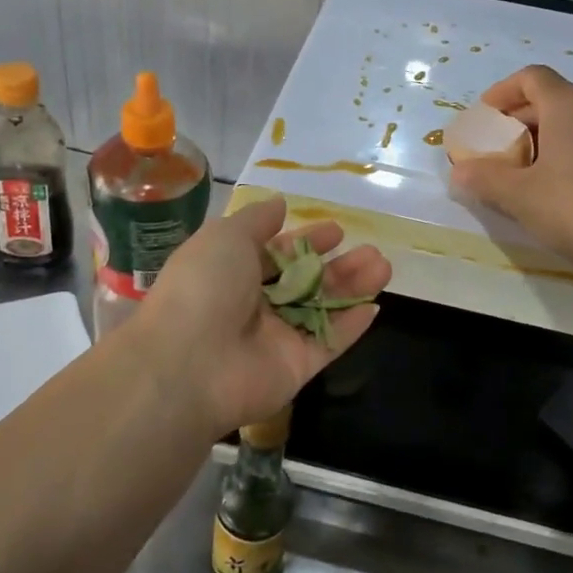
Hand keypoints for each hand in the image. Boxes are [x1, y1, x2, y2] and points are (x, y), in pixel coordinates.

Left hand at [131, 195, 390, 436]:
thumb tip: (279, 204)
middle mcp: (254, 305)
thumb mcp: (226, 236)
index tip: (337, 231)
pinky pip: (328, 343)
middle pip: (305, 282)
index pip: (277, 254)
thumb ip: (257, 220)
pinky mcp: (295, 368)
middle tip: (372, 251)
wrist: (189, 363)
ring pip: (322, 309)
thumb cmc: (204, 286)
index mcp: (232, 272)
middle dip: (338, 265)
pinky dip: (351, 327)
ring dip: (352, 288)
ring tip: (383, 267)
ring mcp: (276, 339)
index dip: (307, 241)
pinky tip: (375, 306)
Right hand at [449, 65, 572, 281]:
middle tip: (493, 149)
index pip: (531, 77)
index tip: (483, 117)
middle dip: (516, 119)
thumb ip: (483, 178)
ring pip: (570, 120)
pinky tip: (551, 185)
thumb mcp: (517, 195)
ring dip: (540, 137)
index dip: (502, 92)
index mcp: (569, 104)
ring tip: (518, 170)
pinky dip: (563, 150)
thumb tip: (460, 172)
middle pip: (550, 98)